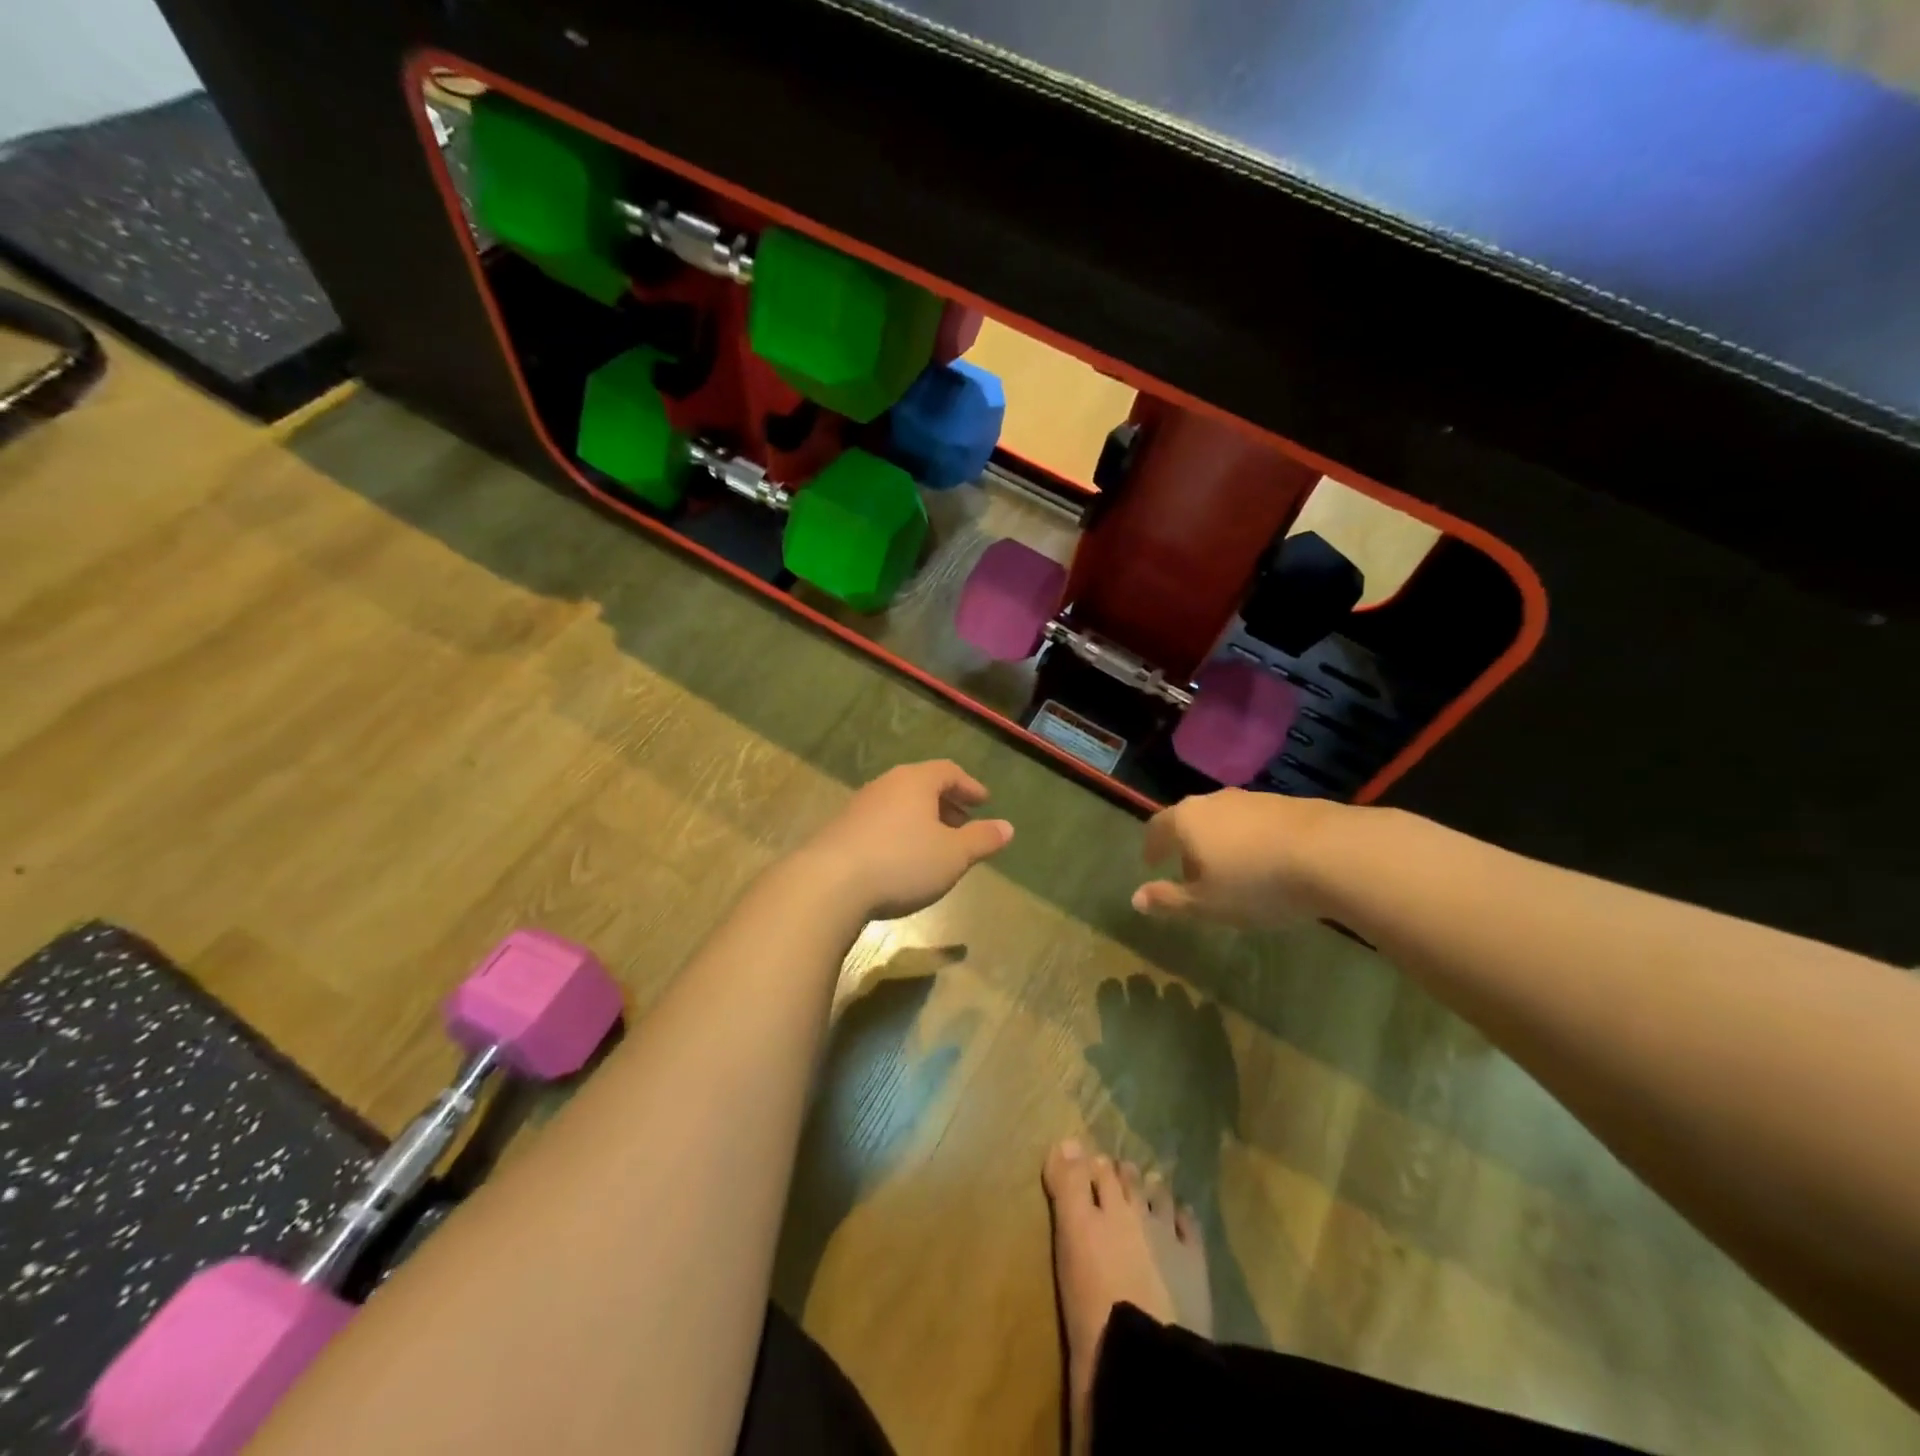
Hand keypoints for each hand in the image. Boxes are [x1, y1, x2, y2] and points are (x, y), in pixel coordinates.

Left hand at [797, 761, 1013, 921]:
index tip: (984, 802)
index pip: (948, 771)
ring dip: (921, 820)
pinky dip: (899, 834)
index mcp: (915, 781)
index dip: (968, 786)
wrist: (828, 884)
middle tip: (964, 823)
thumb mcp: (953, 855)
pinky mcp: (840, 831)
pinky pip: (880, 823)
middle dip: (946, 803)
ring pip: (899, 805)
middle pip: (921, 785)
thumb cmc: (902, 862)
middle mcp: (886, 785)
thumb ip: (982, 839)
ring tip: (936, 845)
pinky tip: (901, 860)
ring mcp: (859, 807)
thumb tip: (1007, 827)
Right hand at [1131, 788, 1337, 928]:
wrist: (1332, 854)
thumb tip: (1135, 898)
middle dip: (1187, 845)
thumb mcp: (1206, 904)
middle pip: (1190, 820)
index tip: (1152, 863)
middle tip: (1191, 872)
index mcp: (1186, 820)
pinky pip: (1256, 823)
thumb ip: (1169, 900)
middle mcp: (1214, 801)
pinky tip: (1267, 863)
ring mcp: (1252, 799)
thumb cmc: (1256, 883)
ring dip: (1221, 842)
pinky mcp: (1287, 804)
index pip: (1157, 828)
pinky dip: (1251, 840)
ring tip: (1232, 870)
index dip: (1152, 846)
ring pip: (1224, 820)